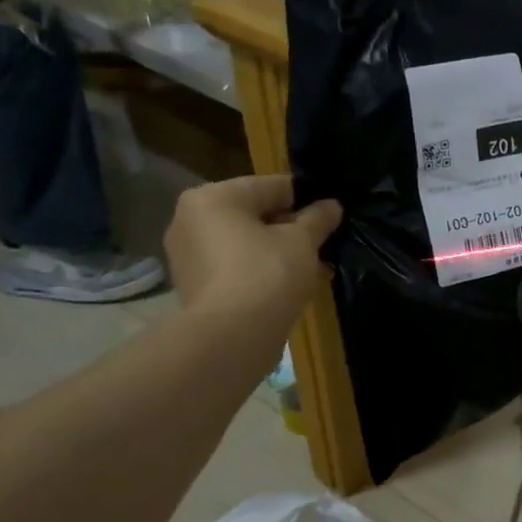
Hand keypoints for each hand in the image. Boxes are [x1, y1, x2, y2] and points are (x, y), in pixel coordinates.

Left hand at [164, 176, 341, 330]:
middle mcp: (191, 220)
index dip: (307, 199)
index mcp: (213, 197)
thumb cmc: (267, 273)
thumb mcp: (303, 241)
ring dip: (281, 252)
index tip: (332, 215)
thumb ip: (318, 219)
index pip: (271, 186)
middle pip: (255, 215)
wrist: (232, 335)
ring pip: (247, 244)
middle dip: (292, 229)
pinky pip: (237, 268)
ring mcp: (189, 255)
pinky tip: (292, 287)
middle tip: (325, 245)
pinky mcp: (196, 286)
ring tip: (315, 269)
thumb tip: (331, 206)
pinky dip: (263, 272)